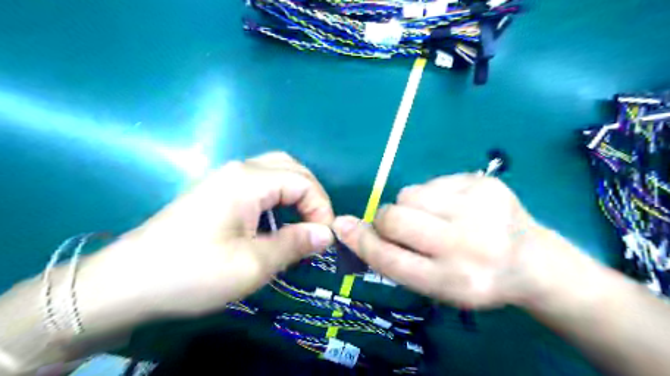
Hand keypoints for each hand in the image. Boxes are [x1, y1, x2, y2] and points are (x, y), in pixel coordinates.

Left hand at [93, 151, 334, 318]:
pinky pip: (259, 182)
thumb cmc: (193, 272)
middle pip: (290, 167)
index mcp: (249, 180)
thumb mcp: (253, 265)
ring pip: (275, 171)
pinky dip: (278, 196)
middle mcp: (238, 169)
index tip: (325, 239)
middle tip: (316, 225)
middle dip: (312, 194)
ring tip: (301, 222)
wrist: (125, 283)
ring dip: (295, 193)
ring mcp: (224, 178)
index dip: (321, 208)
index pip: (303, 182)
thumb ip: (295, 244)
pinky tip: (274, 220)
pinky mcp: (216, 191)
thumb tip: (327, 234)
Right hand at [330, 174, 554, 307]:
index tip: (342, 226)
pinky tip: (454, 207)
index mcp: (454, 281)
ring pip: (409, 193)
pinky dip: (431, 195)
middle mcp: (467, 243)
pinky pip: (431, 182)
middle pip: (394, 217)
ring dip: (409, 206)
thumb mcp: (435, 285)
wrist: (532, 260)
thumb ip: (394, 259)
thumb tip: (351, 228)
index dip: (362, 242)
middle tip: (399, 227)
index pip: (390, 258)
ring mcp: (479, 206)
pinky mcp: (483, 182)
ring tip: (433, 218)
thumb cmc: (474, 279)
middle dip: (385, 221)